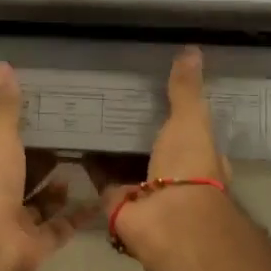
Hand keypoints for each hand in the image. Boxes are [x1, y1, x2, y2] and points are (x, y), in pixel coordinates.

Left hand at [0, 62, 92, 270]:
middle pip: (17, 181)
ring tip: (78, 166)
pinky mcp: (37, 246)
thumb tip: (0, 64)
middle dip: (36, 167)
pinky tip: (99, 198)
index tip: (29, 128)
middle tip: (63, 145)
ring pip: (38, 207)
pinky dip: (78, 216)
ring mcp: (15, 226)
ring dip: (56, 191)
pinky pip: (60, 228)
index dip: (5, 143)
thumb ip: (5, 108)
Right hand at [86, 47, 231, 253]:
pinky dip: (88, 158)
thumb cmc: (189, 169)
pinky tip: (73, 133)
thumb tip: (191, 49)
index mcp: (198, 157)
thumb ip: (186, 90)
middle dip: (135, 125)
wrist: (166, 220)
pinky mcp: (114, 198)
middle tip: (113, 94)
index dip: (176, 111)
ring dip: (109, 141)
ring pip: (124, 159)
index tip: (155, 88)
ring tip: (88, 108)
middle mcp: (171, 175)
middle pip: (151, 144)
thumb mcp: (191, 121)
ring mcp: (142, 188)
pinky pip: (99, 173)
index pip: (188, 129)